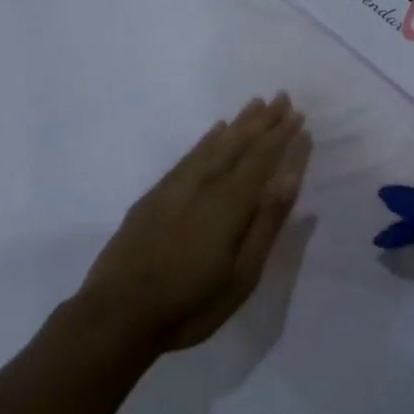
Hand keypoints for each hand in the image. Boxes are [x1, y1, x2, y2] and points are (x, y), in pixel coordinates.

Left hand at [79, 94, 310, 356]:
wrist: (115, 316)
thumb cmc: (189, 304)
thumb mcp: (241, 276)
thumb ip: (265, 223)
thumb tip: (289, 177)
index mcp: (230, 202)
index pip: (262, 158)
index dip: (280, 136)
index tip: (298, 115)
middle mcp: (205, 183)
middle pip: (239, 143)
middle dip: (263, 120)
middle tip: (282, 97)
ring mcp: (177, 186)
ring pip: (214, 144)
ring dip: (238, 123)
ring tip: (255, 104)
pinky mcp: (155, 195)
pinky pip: (189, 155)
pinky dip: (206, 139)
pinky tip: (214, 131)